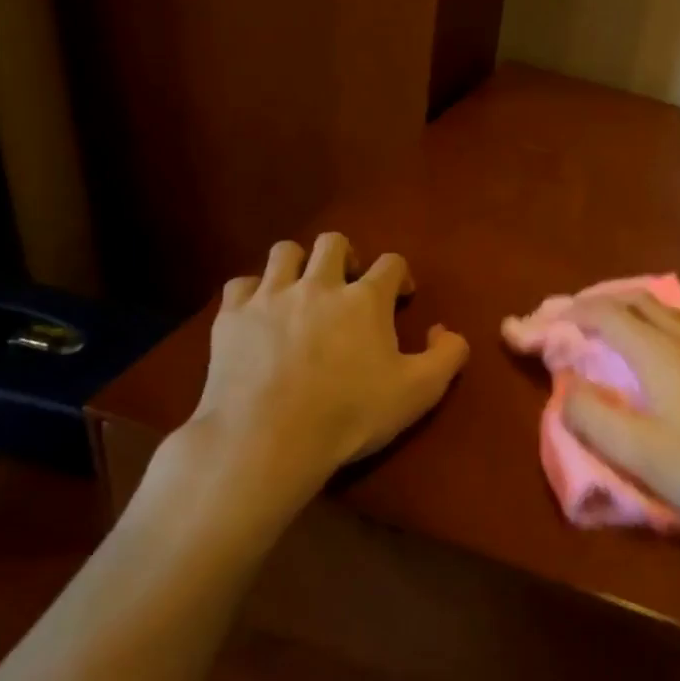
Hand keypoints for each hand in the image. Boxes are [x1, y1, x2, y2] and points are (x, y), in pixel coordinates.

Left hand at [177, 233, 468, 503]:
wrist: (269, 438)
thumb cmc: (351, 414)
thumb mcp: (419, 392)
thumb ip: (448, 356)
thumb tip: (445, 330)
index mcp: (366, 299)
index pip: (391, 262)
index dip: (400, 275)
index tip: (401, 296)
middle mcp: (318, 284)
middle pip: (334, 242)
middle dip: (346, 256)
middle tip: (349, 285)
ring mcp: (270, 296)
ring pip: (285, 252)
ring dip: (299, 265)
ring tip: (302, 291)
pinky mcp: (231, 316)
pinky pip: (241, 284)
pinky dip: (254, 293)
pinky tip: (259, 314)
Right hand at [559, 293, 679, 542]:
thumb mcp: (640, 455)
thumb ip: (593, 419)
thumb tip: (566, 387)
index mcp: (660, 354)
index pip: (607, 315)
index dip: (572, 313)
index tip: (547, 323)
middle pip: (640, 302)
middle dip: (603, 304)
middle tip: (580, 320)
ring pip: (672, 312)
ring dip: (638, 311)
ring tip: (623, 328)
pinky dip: (668, 325)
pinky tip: (677, 350)